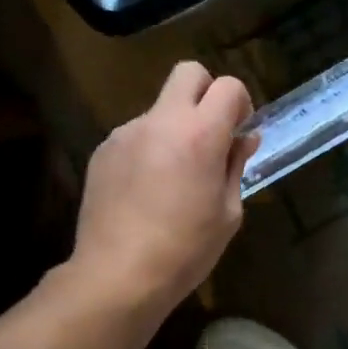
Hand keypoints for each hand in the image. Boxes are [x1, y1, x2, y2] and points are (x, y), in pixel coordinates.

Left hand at [68, 62, 256, 314]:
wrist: (119, 275)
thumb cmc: (187, 249)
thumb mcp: (228, 212)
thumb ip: (236, 166)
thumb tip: (244, 139)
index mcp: (200, 135)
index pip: (228, 86)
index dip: (240, 103)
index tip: (239, 131)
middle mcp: (161, 122)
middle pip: (188, 73)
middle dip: (207, 92)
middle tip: (211, 133)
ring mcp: (126, 133)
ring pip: (160, 108)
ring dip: (175, 127)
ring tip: (175, 177)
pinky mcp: (103, 151)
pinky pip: (137, 135)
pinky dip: (150, 149)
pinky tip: (148, 190)